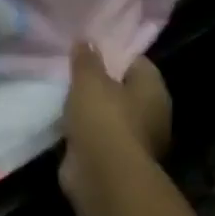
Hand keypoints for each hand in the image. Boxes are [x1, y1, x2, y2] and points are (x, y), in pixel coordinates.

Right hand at [59, 43, 170, 199]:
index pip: (136, 61)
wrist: (103, 175)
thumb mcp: (89, 79)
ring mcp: (134, 138)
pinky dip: (83, 127)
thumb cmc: (103, 118)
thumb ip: (86, 58)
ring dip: (89, 106)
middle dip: (99, 79)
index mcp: (153, 90)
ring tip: (61, 89)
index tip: (87, 46)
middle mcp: (151, 113)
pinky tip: (61, 117)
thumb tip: (87, 41)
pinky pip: (97, 133)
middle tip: (70, 67)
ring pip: (108, 112)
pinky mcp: (115, 157)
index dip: (112, 51)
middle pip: (123, 87)